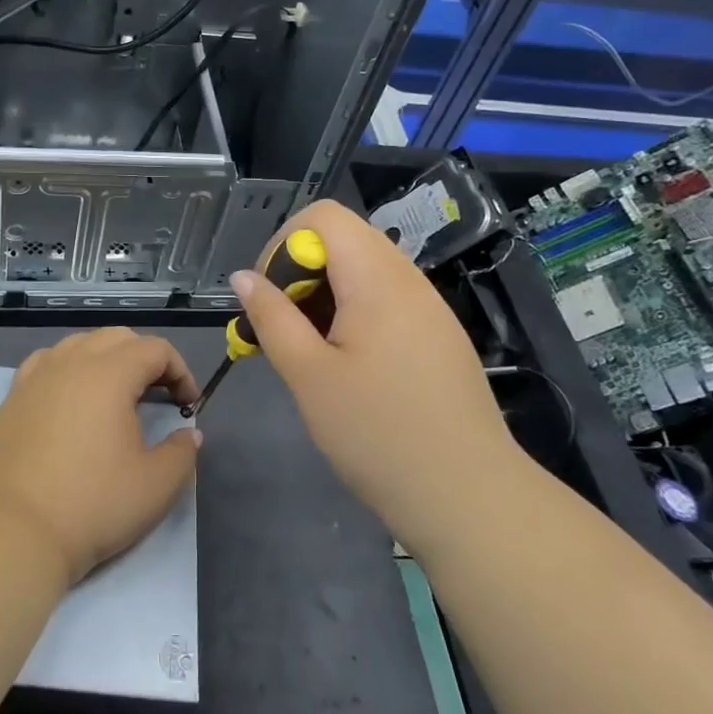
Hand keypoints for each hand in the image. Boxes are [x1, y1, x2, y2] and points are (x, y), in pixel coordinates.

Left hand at [0, 328, 201, 584]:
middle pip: (117, 338)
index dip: (180, 371)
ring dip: (106, 358)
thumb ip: (182, 452)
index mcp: (110, 374)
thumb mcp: (156, 485)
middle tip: (159, 395)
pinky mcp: (13, 396)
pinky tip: (71, 397)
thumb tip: (188, 433)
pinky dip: (69, 368)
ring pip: (79, 344)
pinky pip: (48, 362)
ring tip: (116, 395)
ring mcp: (37, 376)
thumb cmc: (92, 504)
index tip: (188, 405)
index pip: (155, 349)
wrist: (15, 530)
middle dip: (145, 358)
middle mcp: (71, 362)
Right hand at [230, 201, 513, 546]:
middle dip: (302, 272)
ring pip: (365, 269)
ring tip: (312, 351)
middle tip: (286, 328)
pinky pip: (387, 298)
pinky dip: (355, 313)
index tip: (273, 298)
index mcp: (377, 278)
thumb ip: (271, 317)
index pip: (323, 216)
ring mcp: (430, 307)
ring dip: (326, 294)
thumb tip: (243, 277)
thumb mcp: (308, 375)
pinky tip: (349, 365)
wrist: (469, 497)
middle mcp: (409, 279)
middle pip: (344, 239)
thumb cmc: (378, 433)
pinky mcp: (440, 335)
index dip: (284, 245)